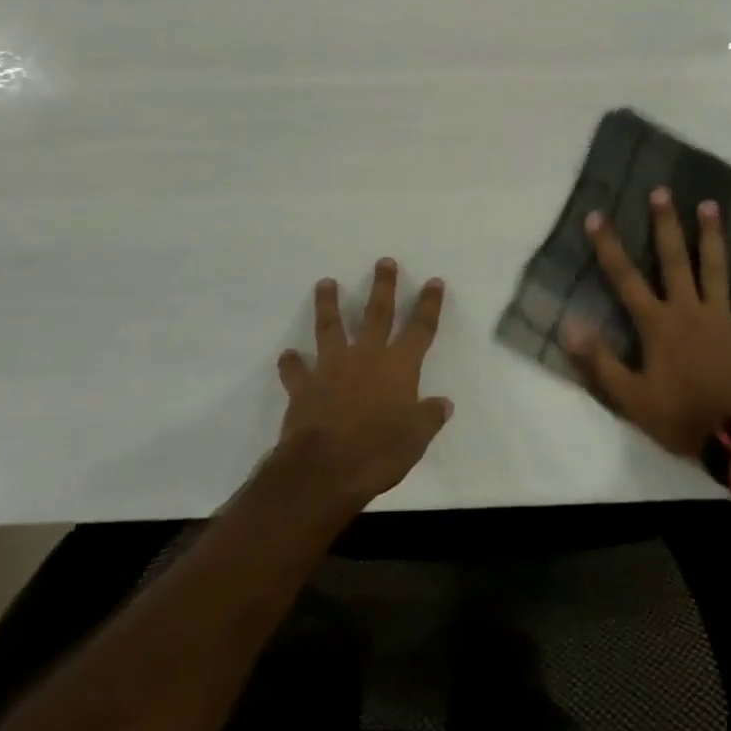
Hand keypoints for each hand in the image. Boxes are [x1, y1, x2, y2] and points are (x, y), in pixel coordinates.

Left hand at [274, 258, 453, 510]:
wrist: (325, 469)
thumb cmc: (378, 453)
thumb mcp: (416, 440)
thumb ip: (428, 417)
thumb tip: (443, 403)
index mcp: (399, 368)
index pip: (420, 329)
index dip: (428, 305)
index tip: (433, 282)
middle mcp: (367, 357)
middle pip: (377, 314)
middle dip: (383, 286)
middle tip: (383, 262)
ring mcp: (332, 367)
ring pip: (331, 327)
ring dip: (329, 304)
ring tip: (325, 283)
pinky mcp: (304, 385)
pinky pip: (296, 370)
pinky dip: (291, 363)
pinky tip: (287, 355)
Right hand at [564, 188, 730, 458]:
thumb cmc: (679, 416)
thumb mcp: (629, 397)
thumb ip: (598, 359)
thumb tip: (568, 324)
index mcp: (658, 324)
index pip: (625, 278)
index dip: (609, 246)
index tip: (597, 215)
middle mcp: (689, 310)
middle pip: (674, 260)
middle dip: (665, 225)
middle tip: (661, 191)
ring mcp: (723, 318)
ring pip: (716, 269)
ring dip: (712, 236)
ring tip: (709, 205)